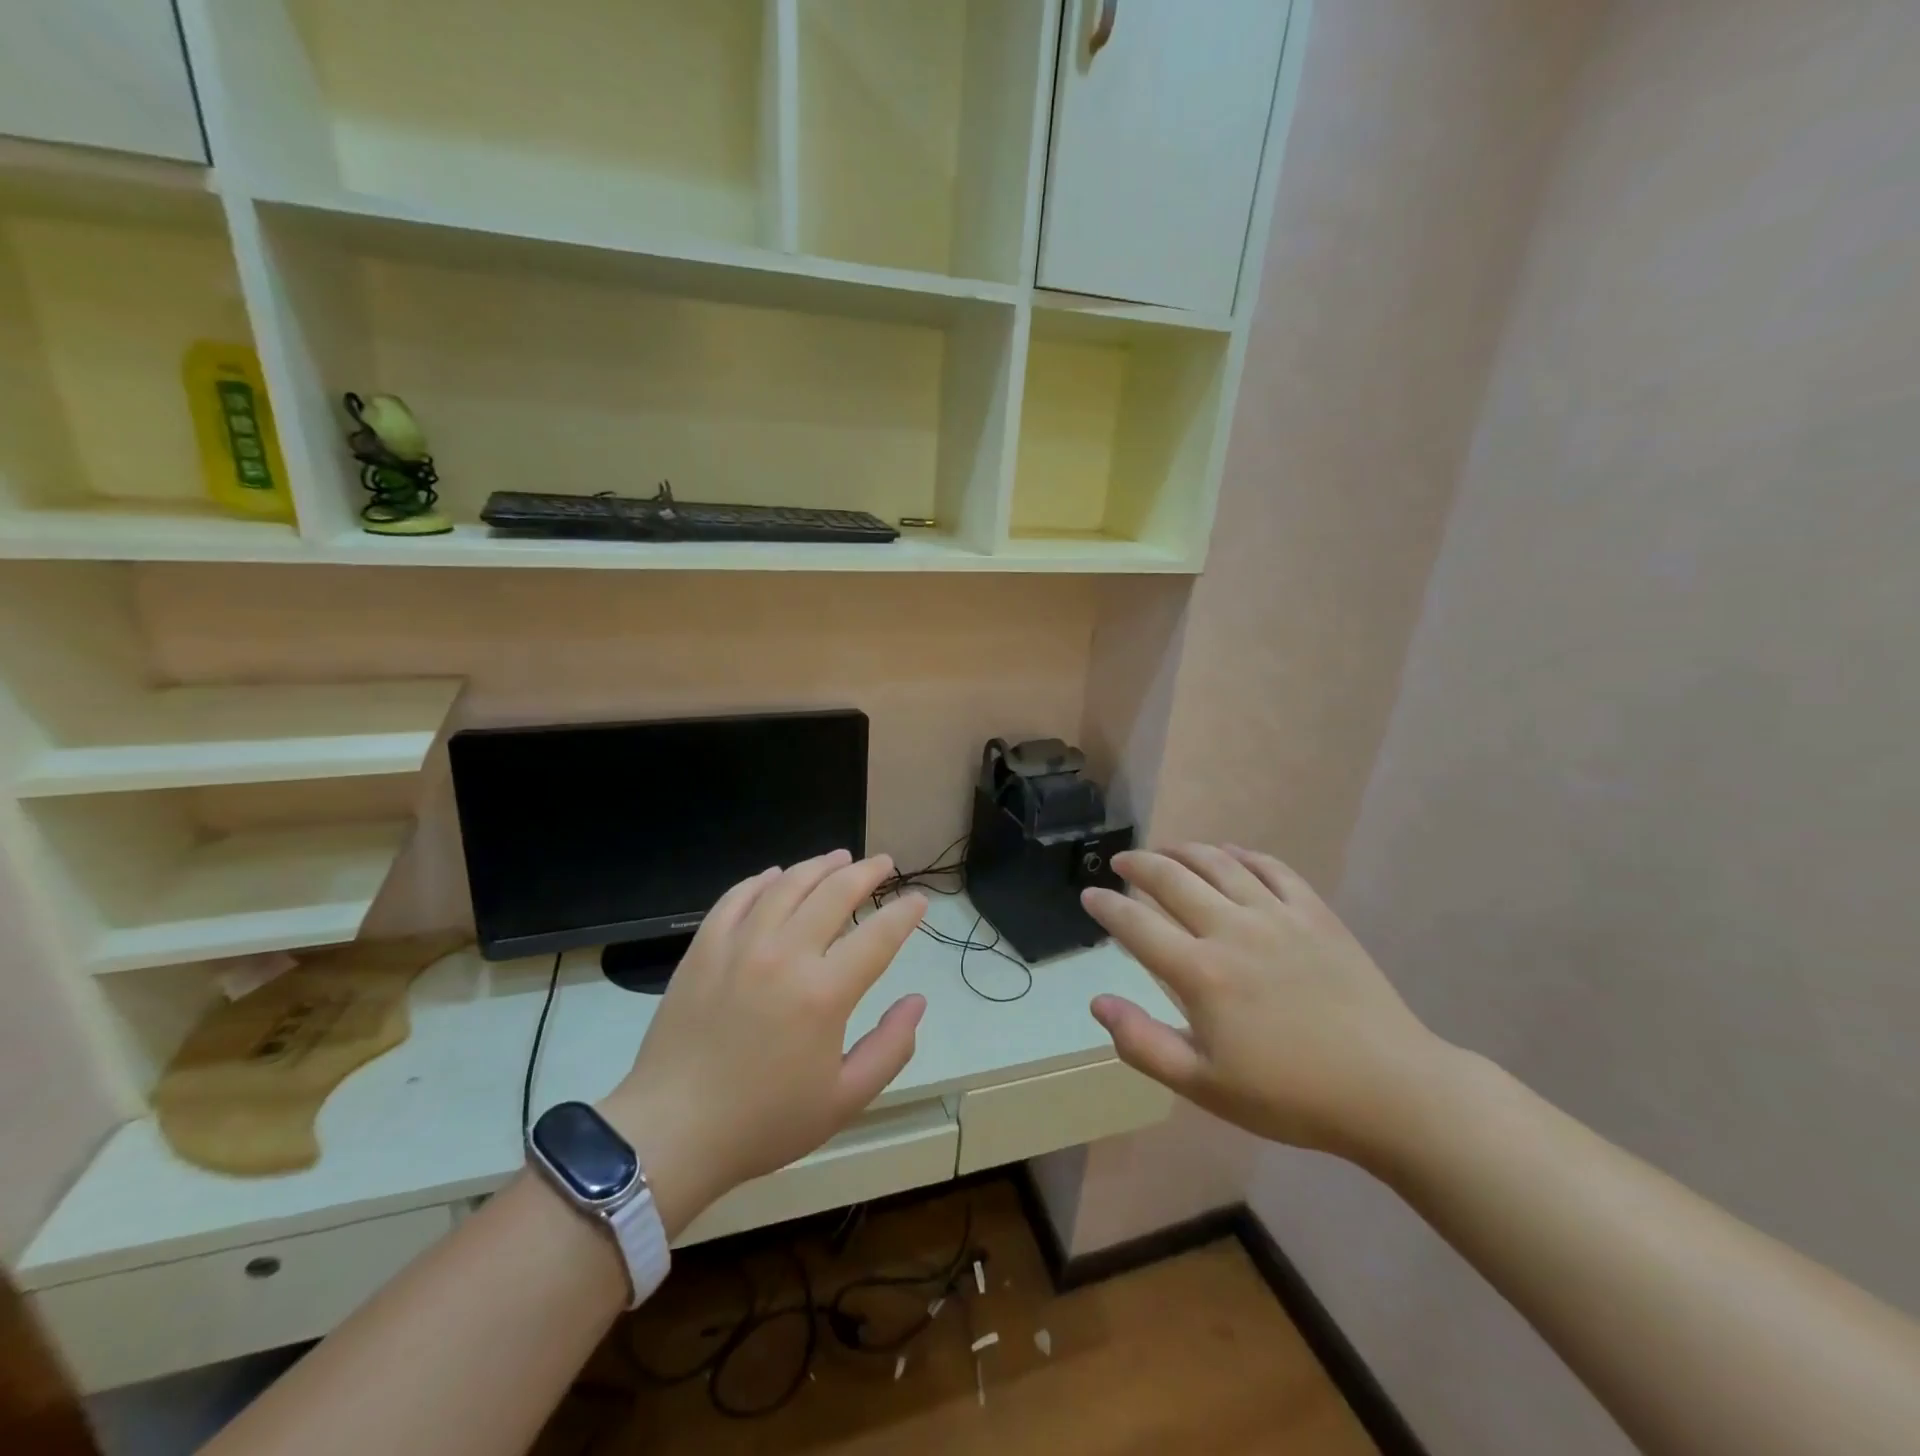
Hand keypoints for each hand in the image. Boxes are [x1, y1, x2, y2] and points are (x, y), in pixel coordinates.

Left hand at [598, 851, 926, 1234]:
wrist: (671, 1133)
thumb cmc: (764, 1122)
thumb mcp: (844, 1100)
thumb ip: (890, 1048)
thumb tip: (916, 1001)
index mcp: (823, 993)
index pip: (878, 936)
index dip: (904, 913)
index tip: (919, 900)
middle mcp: (784, 955)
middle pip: (835, 893)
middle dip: (867, 872)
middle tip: (884, 863)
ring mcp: (739, 946)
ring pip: (787, 884)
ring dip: (819, 865)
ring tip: (839, 858)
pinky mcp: (703, 948)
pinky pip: (737, 897)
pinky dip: (762, 880)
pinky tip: (775, 876)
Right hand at [1081, 844, 1456, 1165]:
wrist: (1390, 1090)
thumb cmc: (1290, 1096)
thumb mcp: (1205, 1086)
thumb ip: (1143, 1043)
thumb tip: (1098, 1002)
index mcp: (1201, 972)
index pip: (1136, 925)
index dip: (1107, 905)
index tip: (1089, 894)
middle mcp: (1232, 929)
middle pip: (1172, 879)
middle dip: (1138, 865)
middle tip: (1121, 862)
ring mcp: (1277, 915)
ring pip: (1218, 863)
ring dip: (1184, 850)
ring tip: (1165, 850)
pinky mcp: (1315, 913)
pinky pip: (1271, 868)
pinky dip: (1242, 854)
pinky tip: (1230, 853)